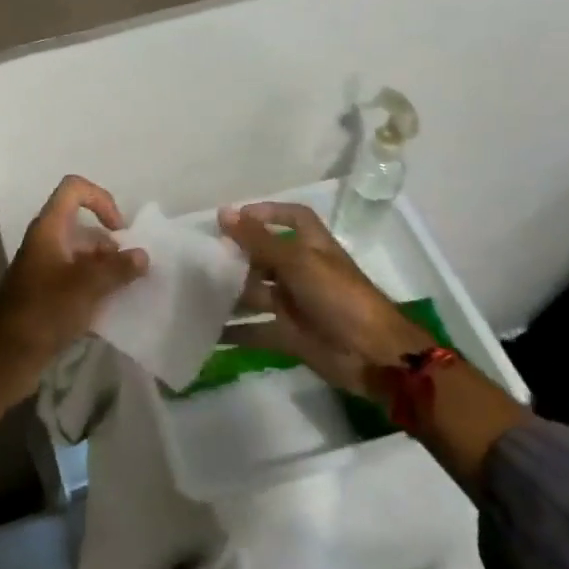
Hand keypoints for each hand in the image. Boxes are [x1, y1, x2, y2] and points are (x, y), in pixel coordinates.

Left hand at [0, 175, 146, 399]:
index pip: (74, 190)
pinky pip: (77, 282)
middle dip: (111, 246)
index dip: (101, 199)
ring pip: (83, 258)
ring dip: (106, 271)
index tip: (119, 230)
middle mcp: (46, 243)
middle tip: (132, 273)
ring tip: (128, 293)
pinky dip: (95, 290)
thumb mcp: (87, 287)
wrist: (5, 356)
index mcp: (49, 229)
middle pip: (84, 228)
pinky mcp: (47, 296)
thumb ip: (118, 269)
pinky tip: (112, 312)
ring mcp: (45, 270)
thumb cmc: (44, 310)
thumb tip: (142, 256)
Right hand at [217, 202, 432, 394]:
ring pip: (256, 293)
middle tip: (202, 257)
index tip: (236, 217)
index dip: (269, 212)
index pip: (293, 218)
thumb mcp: (298, 262)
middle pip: (266, 257)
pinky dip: (234, 333)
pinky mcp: (289, 335)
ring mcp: (295, 305)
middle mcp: (303, 272)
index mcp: (313, 247)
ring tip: (195, 293)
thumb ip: (258, 240)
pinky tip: (207, 333)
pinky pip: (255, 331)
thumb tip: (224, 212)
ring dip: (230, 294)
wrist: (373, 356)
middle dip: (238, 256)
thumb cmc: (339, 297)